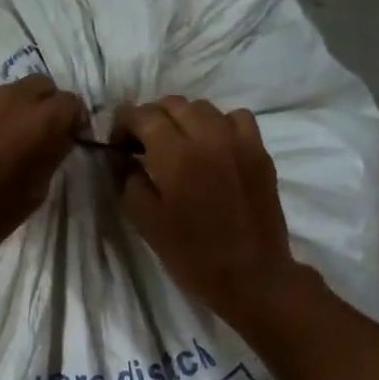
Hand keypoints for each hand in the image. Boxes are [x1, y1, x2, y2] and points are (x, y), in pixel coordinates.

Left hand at [0, 76, 83, 262]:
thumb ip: (52, 154)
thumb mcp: (38, 190)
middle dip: (42, 103)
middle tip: (33, 131)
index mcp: (40, 120)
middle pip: (37, 85)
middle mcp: (8, 99)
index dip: (72, 119)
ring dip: (3, 113)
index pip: (70, 102)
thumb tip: (57, 138)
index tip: (69, 135)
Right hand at [114, 97, 307, 325]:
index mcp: (174, 154)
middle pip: (171, 104)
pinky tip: (212, 149)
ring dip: (182, 120)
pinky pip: (235, 118)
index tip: (118, 145)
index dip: (123, 123)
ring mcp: (238, 140)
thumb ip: (128, 180)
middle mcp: (207, 136)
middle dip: (151, 118)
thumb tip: (125, 157)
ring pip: (203, 108)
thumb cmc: (192, 255)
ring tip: (177, 146)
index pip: (142, 115)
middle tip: (143, 146)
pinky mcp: (259, 151)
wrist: (251, 276)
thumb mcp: (144, 222)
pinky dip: (217, 125)